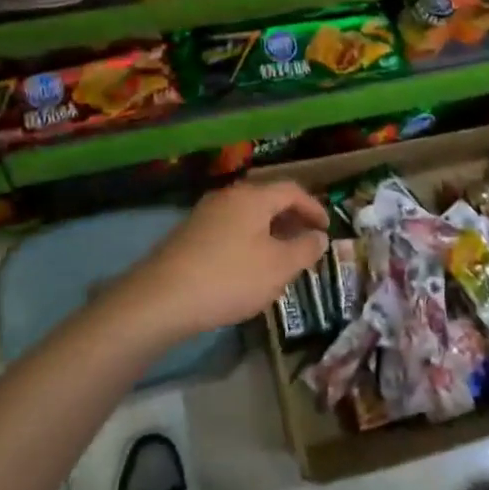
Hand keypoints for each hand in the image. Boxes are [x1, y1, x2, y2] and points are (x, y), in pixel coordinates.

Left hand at [117, 181, 329, 341]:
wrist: (161, 299)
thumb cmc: (230, 278)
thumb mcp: (278, 267)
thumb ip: (305, 249)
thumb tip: (319, 236)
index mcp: (253, 197)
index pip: (292, 190)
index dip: (314, 207)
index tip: (327, 228)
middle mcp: (227, 197)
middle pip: (267, 199)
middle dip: (291, 218)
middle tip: (307, 239)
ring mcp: (204, 214)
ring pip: (247, 215)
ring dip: (269, 230)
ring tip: (282, 255)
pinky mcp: (188, 235)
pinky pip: (229, 228)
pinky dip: (248, 239)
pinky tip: (249, 265)